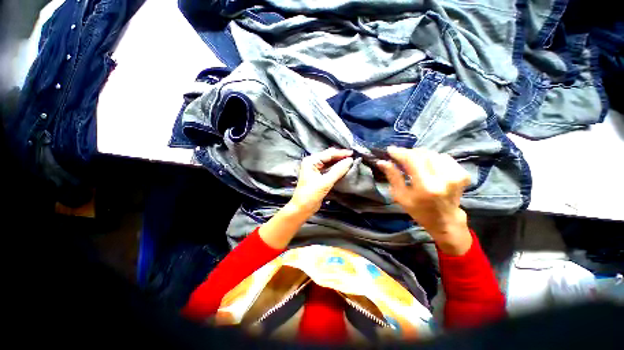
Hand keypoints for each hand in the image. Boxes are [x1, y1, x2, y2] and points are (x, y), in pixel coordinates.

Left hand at [288, 148, 353, 216]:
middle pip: (329, 156)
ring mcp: (315, 169)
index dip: (341, 153)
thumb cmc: (311, 194)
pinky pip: (329, 169)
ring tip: (350, 161)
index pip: (328, 154)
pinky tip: (343, 168)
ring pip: (329, 162)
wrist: (302, 208)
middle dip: (340, 156)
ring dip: (339, 162)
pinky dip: (336, 168)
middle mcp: (312, 163)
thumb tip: (350, 160)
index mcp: (311, 161)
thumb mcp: (325, 182)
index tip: (352, 153)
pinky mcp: (318, 176)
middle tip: (353, 157)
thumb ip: (338, 170)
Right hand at [376, 147, 471, 254]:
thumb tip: (382, 161)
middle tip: (400, 156)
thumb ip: (393, 176)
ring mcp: (456, 175)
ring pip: (433, 153)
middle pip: (423, 154)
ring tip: (413, 161)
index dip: (400, 152)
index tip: (390, 150)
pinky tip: (428, 166)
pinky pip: (444, 157)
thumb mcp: (400, 196)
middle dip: (409, 153)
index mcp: (426, 186)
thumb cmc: (418, 210)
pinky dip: (432, 158)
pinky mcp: (463, 173)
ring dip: (420, 155)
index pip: (412, 159)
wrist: (445, 220)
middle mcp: (443, 178)